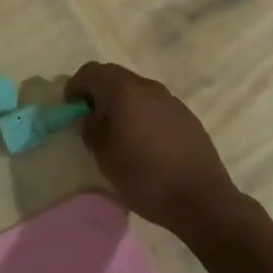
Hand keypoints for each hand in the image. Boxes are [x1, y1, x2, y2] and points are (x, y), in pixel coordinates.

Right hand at [66, 62, 248, 244]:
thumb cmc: (146, 179)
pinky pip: (155, 104)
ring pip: (137, 89)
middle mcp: (148, 87)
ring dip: (121, 102)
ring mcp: (171, 100)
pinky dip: (141, 112)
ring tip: (117, 130)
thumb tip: (92, 118)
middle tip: (89, 116)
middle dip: (98, 91)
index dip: (76, 85)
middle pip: (115, 76)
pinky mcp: (186, 115)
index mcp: (125, 92)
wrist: (202, 200)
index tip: (70, 106)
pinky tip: (144, 140)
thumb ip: (93, 130)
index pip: (92, 72)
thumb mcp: (106, 159)